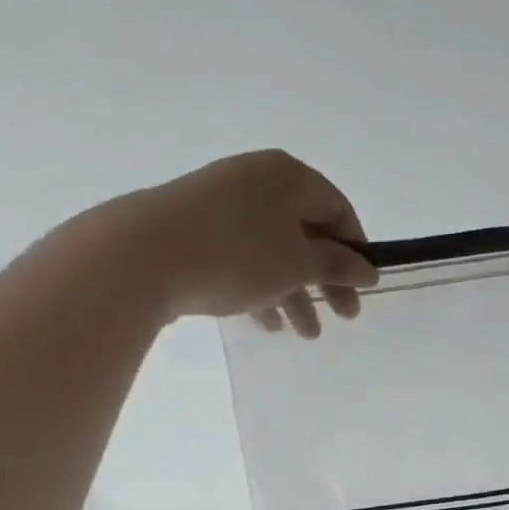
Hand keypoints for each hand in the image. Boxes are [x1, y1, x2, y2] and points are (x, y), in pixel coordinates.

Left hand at [119, 150, 376, 336]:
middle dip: (324, 279)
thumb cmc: (237, 253)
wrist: (141, 256)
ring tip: (303, 334)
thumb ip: (337, 266)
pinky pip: (238, 256)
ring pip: (270, 249)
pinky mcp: (190, 229)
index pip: (337, 208)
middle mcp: (255, 181)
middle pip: (304, 232)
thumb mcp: (297, 264)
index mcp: (287, 176)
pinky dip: (257, 286)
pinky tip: (264, 322)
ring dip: (292, 292)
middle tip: (342, 317)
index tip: (361, 286)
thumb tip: (367, 269)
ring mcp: (219, 203)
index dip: (355, 249)